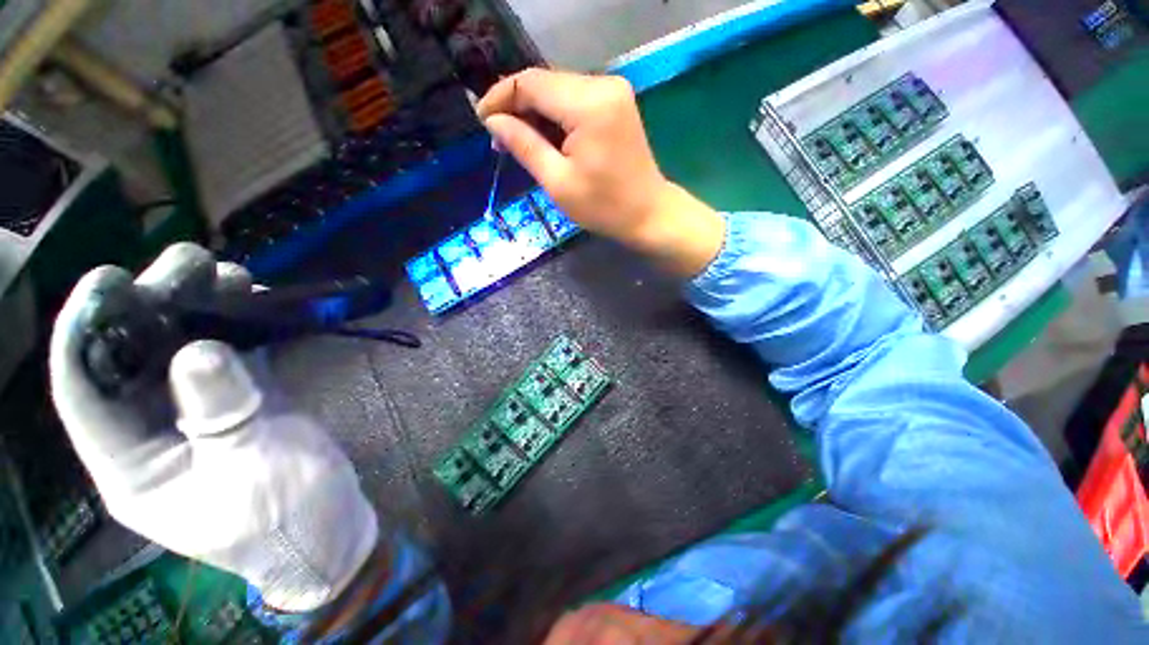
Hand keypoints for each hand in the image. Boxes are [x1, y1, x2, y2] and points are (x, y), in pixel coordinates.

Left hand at [49, 243, 378, 612]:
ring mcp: (198, 414)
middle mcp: (151, 431)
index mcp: (131, 464)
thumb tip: (203, 350)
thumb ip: (223, 414)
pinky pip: (228, 355)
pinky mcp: (240, 402)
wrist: (328, 525)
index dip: (85, 331)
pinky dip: (239, 326)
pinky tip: (254, 301)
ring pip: (183, 349)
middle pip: (135, 358)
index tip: (109, 279)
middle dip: (153, 304)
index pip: (85, 392)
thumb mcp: (250, 472)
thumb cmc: (284, 517)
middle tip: (189, 262)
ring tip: (227, 273)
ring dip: (201, 308)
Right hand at [477, 69, 724, 276]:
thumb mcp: (558, 182)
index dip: (500, 97)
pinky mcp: (617, 102)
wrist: (648, 214)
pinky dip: (556, 116)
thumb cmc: (604, 207)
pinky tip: (547, 138)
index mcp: (588, 104)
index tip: (482, 121)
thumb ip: (524, 146)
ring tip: (521, 142)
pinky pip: (575, 99)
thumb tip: (493, 121)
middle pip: (545, 82)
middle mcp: (603, 85)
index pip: (530, 82)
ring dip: (536, 113)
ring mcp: (613, 91)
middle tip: (501, 138)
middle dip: (518, 107)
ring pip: (558, 90)